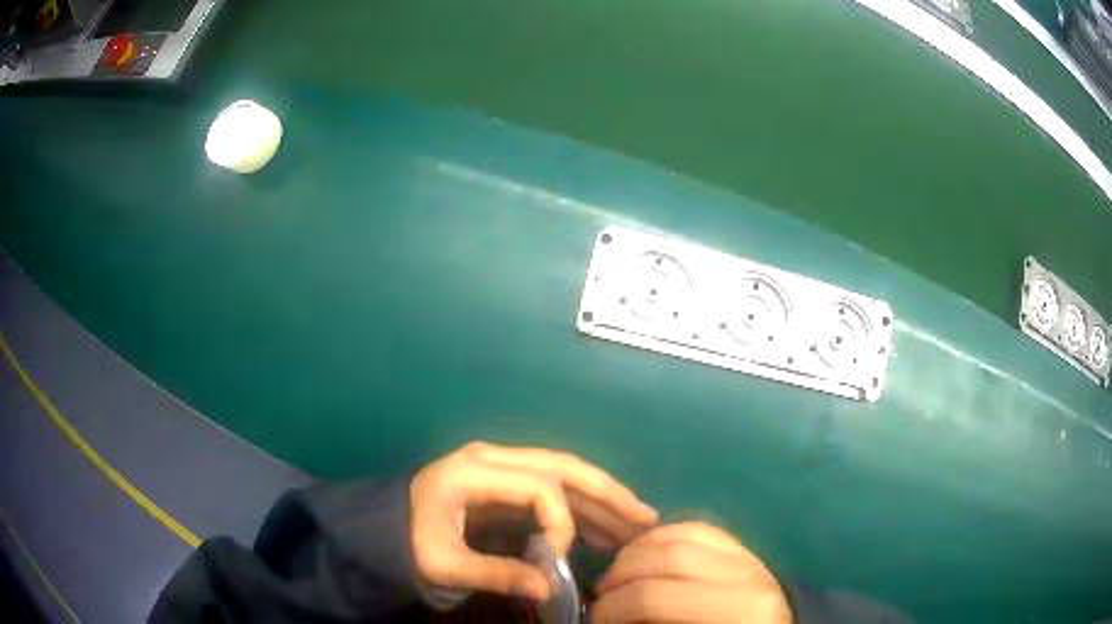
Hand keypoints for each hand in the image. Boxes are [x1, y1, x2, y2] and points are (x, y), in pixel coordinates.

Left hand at [409, 442, 657, 599]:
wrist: (383, 528)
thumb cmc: (408, 543)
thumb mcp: (443, 564)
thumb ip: (495, 574)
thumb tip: (549, 586)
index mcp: (473, 471)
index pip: (538, 487)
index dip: (560, 522)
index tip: (561, 558)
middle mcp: (493, 458)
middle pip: (562, 467)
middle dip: (608, 493)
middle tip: (646, 518)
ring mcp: (501, 467)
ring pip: (564, 475)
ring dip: (602, 498)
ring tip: (638, 522)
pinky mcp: (506, 483)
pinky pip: (553, 489)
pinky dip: (582, 507)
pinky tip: (605, 528)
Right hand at [592, 522, 791, 623]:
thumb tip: (608, 618)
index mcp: (739, 609)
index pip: (654, 596)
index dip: (612, 607)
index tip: (595, 618)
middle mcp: (750, 575)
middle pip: (668, 556)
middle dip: (622, 573)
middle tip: (602, 594)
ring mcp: (753, 559)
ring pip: (685, 532)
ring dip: (642, 549)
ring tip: (621, 573)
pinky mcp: (750, 553)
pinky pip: (703, 530)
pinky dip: (669, 537)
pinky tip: (650, 555)